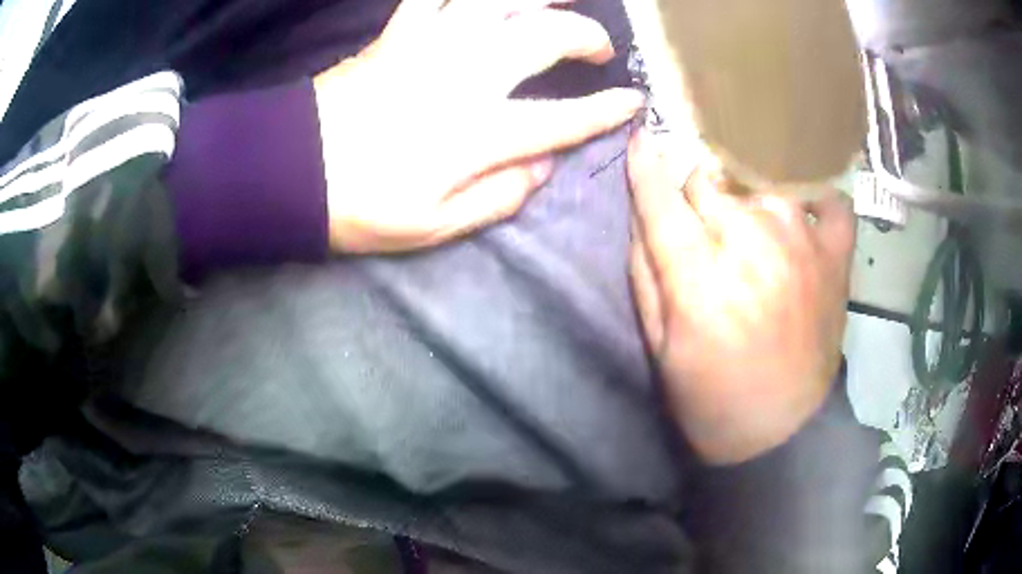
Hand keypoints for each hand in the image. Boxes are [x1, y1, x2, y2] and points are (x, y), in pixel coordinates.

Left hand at [314, 0, 643, 252]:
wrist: (290, 171)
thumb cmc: (359, 206)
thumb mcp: (434, 227)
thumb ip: (499, 197)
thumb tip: (544, 167)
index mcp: (477, 133)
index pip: (564, 118)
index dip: (606, 110)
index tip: (633, 102)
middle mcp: (464, 76)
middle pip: (544, 37)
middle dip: (585, 36)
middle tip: (599, 47)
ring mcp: (429, 45)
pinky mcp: (398, 33)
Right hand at [627, 130, 855, 464]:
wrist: (782, 433)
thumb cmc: (711, 399)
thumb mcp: (660, 348)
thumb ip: (646, 275)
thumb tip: (644, 213)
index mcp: (702, 281)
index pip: (661, 200)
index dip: (644, 166)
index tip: (639, 140)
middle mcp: (755, 248)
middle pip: (710, 178)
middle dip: (695, 191)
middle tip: (700, 219)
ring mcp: (804, 246)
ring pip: (763, 176)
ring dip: (746, 190)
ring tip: (747, 217)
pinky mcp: (837, 257)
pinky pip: (831, 199)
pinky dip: (816, 198)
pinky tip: (802, 214)